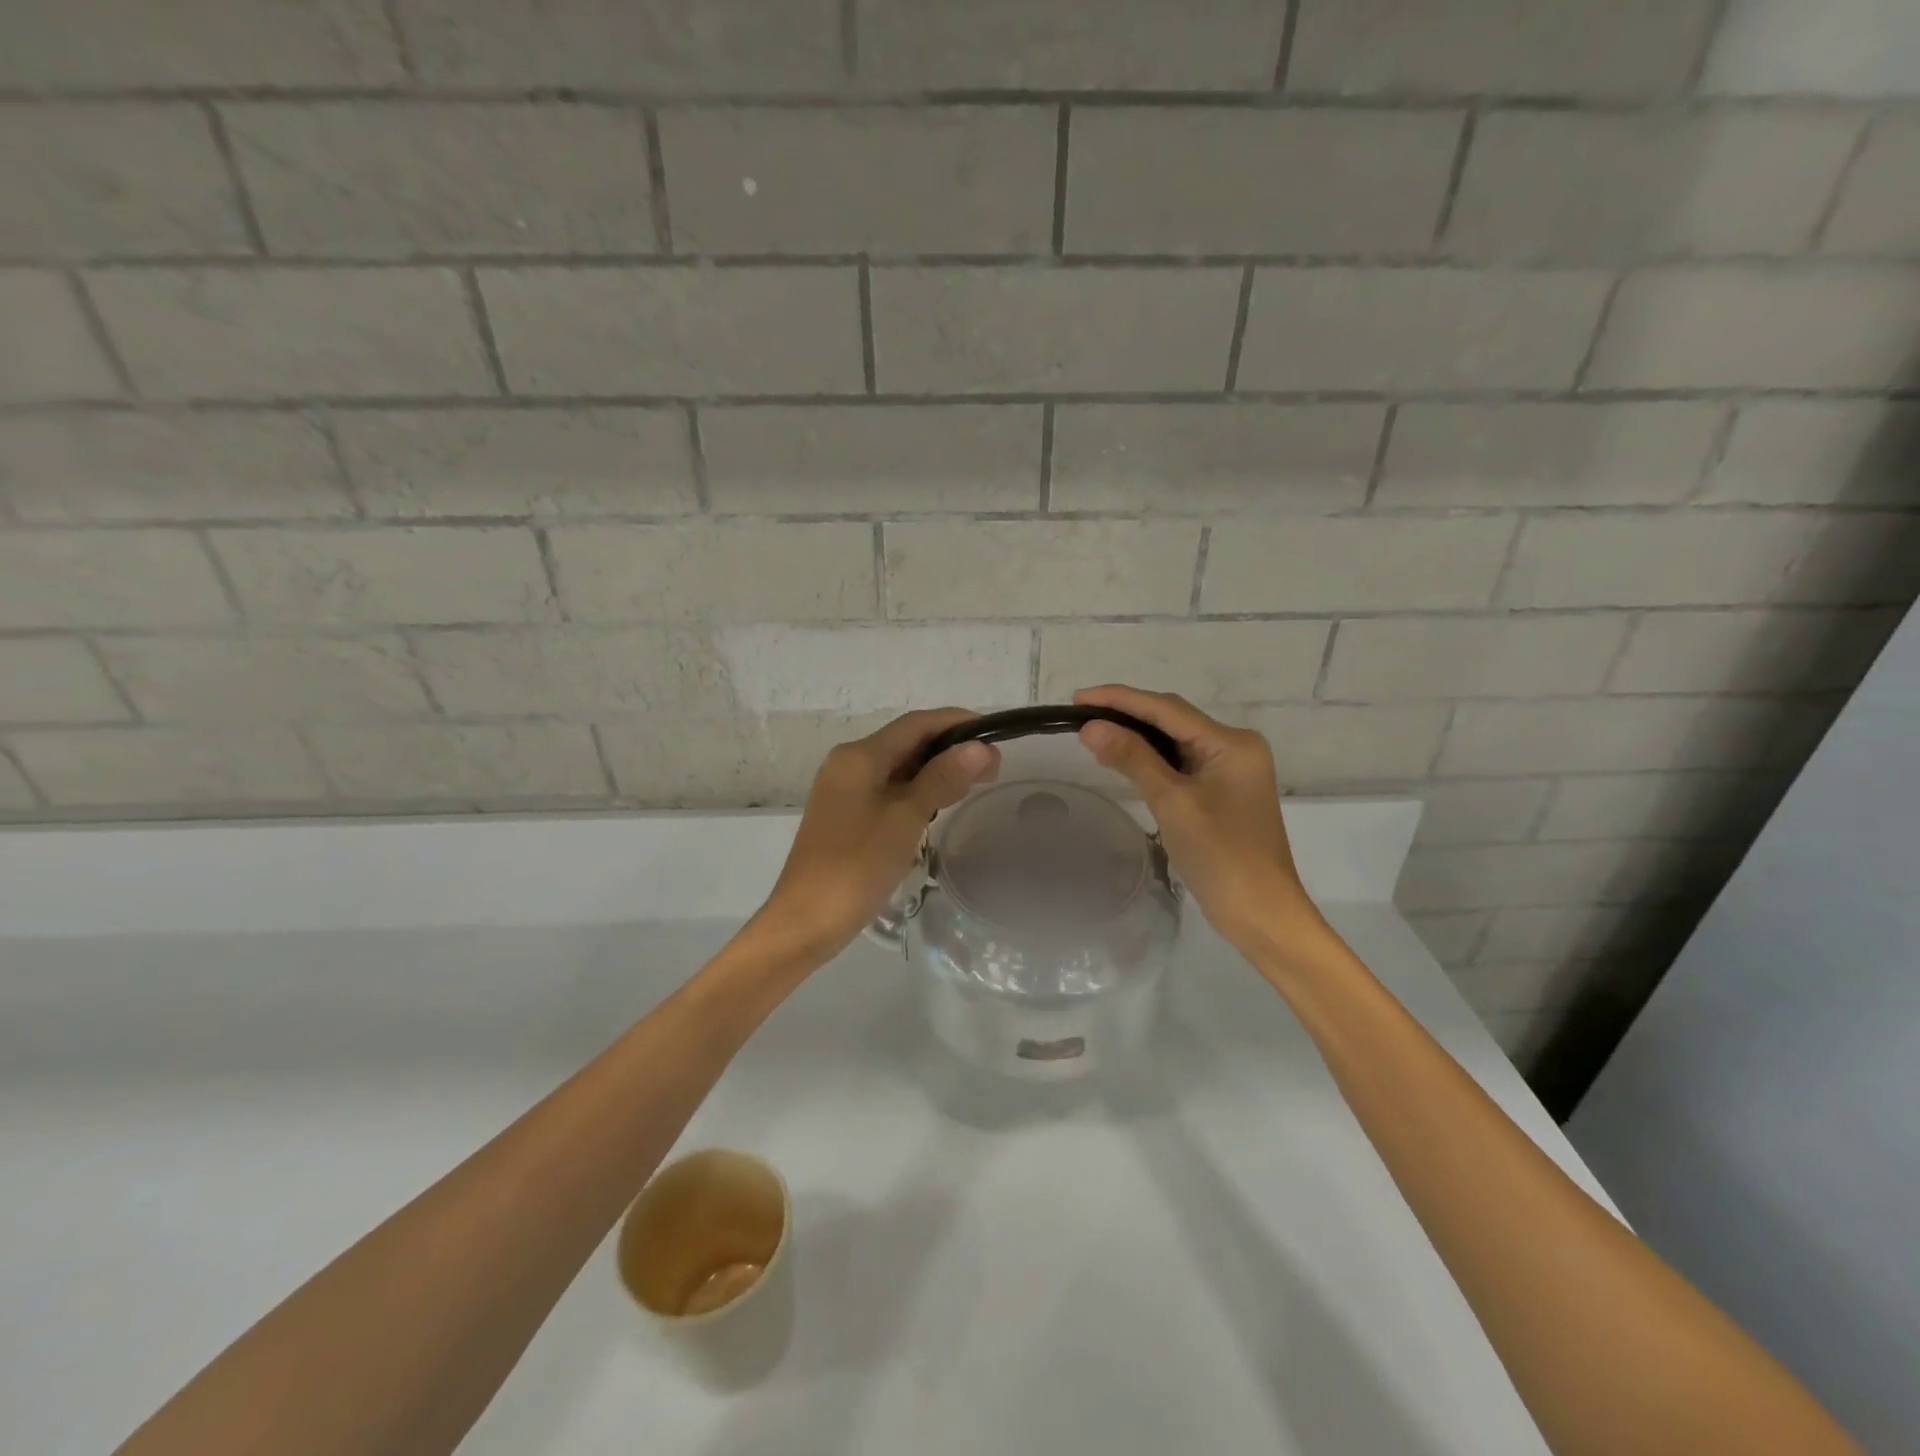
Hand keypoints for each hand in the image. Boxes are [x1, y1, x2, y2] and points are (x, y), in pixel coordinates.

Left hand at [758, 708, 998, 960]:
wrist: (805, 920)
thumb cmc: (856, 866)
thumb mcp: (905, 818)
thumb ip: (941, 778)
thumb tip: (979, 747)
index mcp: (859, 756)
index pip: (916, 723)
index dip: (957, 723)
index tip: (995, 734)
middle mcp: (848, 763)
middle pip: (907, 741)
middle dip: (950, 748)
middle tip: (992, 770)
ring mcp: (845, 789)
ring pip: (898, 766)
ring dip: (935, 770)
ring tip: (973, 786)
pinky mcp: (846, 814)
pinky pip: (888, 789)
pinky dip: (917, 790)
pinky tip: (938, 806)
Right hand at [1074, 685, 1319, 951]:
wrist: (1261, 914)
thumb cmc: (1221, 856)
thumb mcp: (1172, 803)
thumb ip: (1133, 758)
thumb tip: (1091, 727)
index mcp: (1231, 743)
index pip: (1167, 708)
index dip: (1120, 699)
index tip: (1077, 698)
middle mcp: (1235, 747)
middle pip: (1173, 720)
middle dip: (1127, 714)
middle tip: (1080, 714)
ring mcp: (1231, 771)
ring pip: (1175, 742)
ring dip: (1137, 737)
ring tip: (1094, 733)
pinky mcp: (1222, 793)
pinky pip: (1181, 764)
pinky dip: (1151, 760)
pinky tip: (1124, 759)